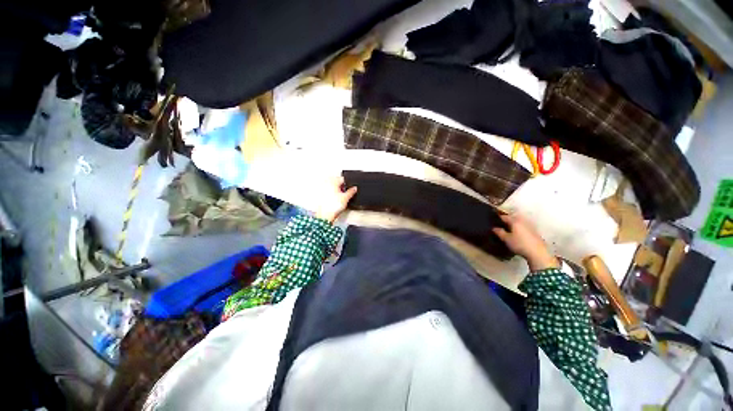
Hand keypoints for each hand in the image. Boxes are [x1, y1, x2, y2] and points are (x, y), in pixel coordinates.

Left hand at [314, 176, 357, 223]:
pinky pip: (329, 192)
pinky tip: (335, 200)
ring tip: (341, 196)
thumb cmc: (334, 206)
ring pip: (333, 187)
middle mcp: (327, 184)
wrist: (325, 215)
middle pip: (337, 182)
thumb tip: (355, 188)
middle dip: (342, 186)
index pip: (343, 179)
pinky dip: (333, 194)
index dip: (348, 183)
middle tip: (347, 191)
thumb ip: (351, 191)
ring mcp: (323, 190)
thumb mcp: (346, 198)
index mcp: (333, 182)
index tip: (351, 187)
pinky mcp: (321, 196)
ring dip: (337, 190)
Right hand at [493, 213, 558, 270]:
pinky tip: (518, 233)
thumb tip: (494, 228)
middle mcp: (523, 221)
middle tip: (501, 224)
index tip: (494, 220)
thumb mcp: (506, 239)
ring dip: (514, 223)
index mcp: (515, 221)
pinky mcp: (535, 232)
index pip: (505, 217)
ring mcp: (530, 226)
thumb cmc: (519, 244)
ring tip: (509, 228)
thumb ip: (499, 232)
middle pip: (513, 218)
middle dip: (508, 219)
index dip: (499, 218)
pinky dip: (520, 227)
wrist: (537, 253)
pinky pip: (525, 226)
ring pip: (520, 222)